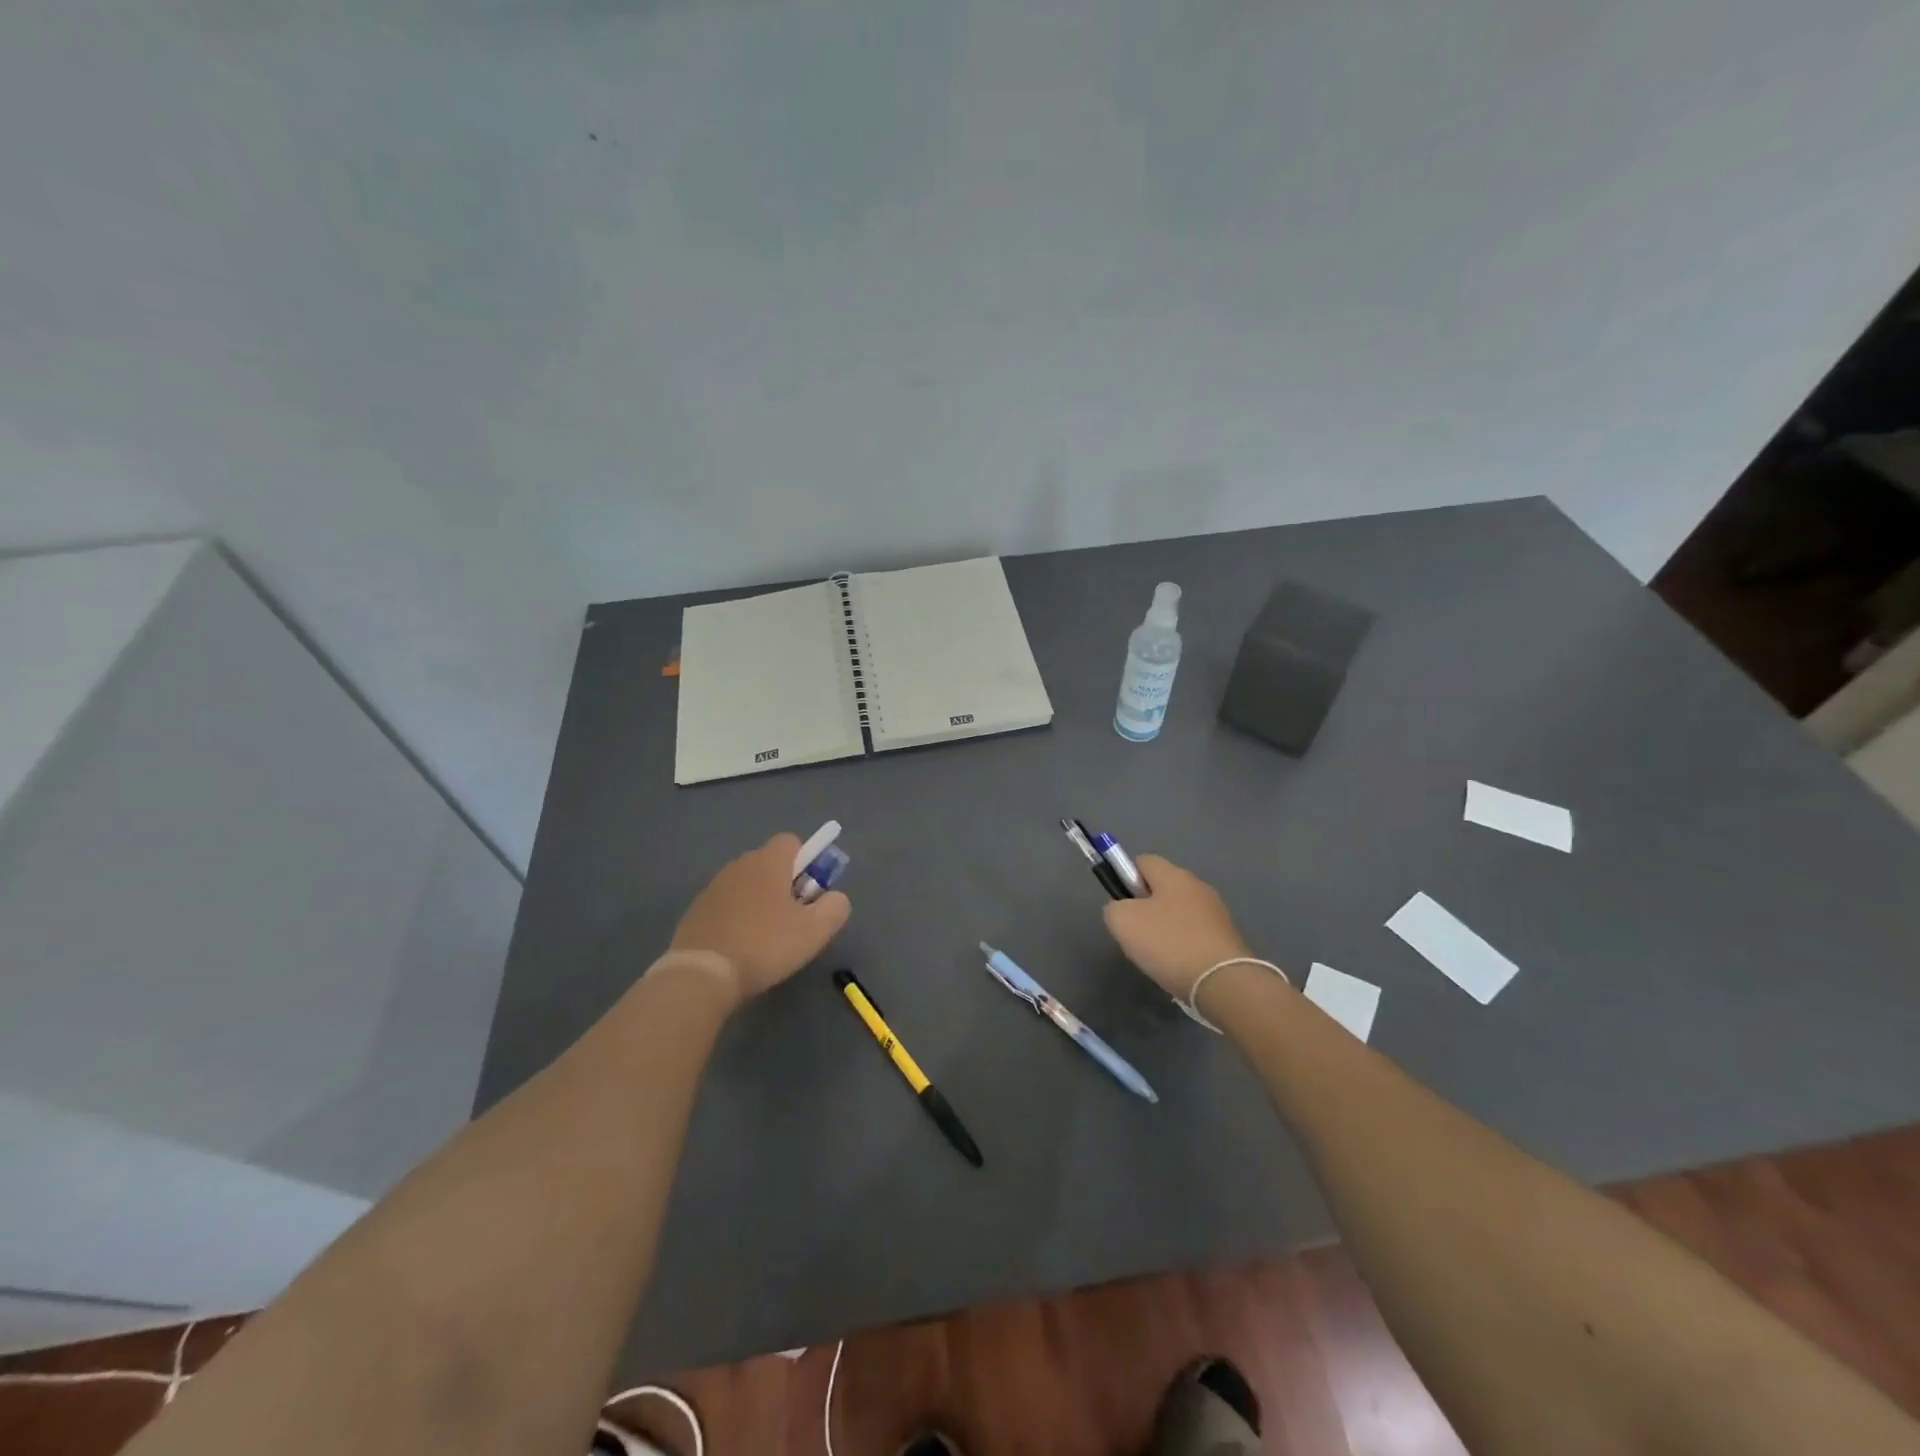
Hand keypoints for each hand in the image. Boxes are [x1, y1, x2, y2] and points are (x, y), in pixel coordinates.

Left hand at [667, 833, 849, 1005]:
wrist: (702, 974)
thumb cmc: (765, 945)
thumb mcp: (815, 930)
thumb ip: (835, 906)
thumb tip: (834, 897)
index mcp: (768, 862)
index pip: (792, 842)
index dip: (807, 863)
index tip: (810, 893)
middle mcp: (739, 865)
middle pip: (770, 864)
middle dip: (785, 884)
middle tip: (793, 919)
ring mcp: (714, 887)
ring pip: (747, 885)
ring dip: (760, 902)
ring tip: (766, 938)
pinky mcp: (696, 910)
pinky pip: (727, 905)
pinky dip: (737, 918)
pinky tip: (740, 947)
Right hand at [1102, 855, 1253, 999]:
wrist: (1222, 982)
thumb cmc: (1168, 943)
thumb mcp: (1122, 921)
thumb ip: (1114, 907)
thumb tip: (1122, 909)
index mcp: (1173, 875)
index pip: (1142, 861)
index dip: (1126, 877)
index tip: (1121, 904)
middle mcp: (1198, 886)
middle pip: (1162, 887)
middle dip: (1146, 907)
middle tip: (1135, 933)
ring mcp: (1216, 913)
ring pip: (1179, 913)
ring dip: (1165, 928)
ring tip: (1156, 955)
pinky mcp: (1227, 938)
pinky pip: (1195, 934)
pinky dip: (1183, 946)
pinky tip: (1178, 965)